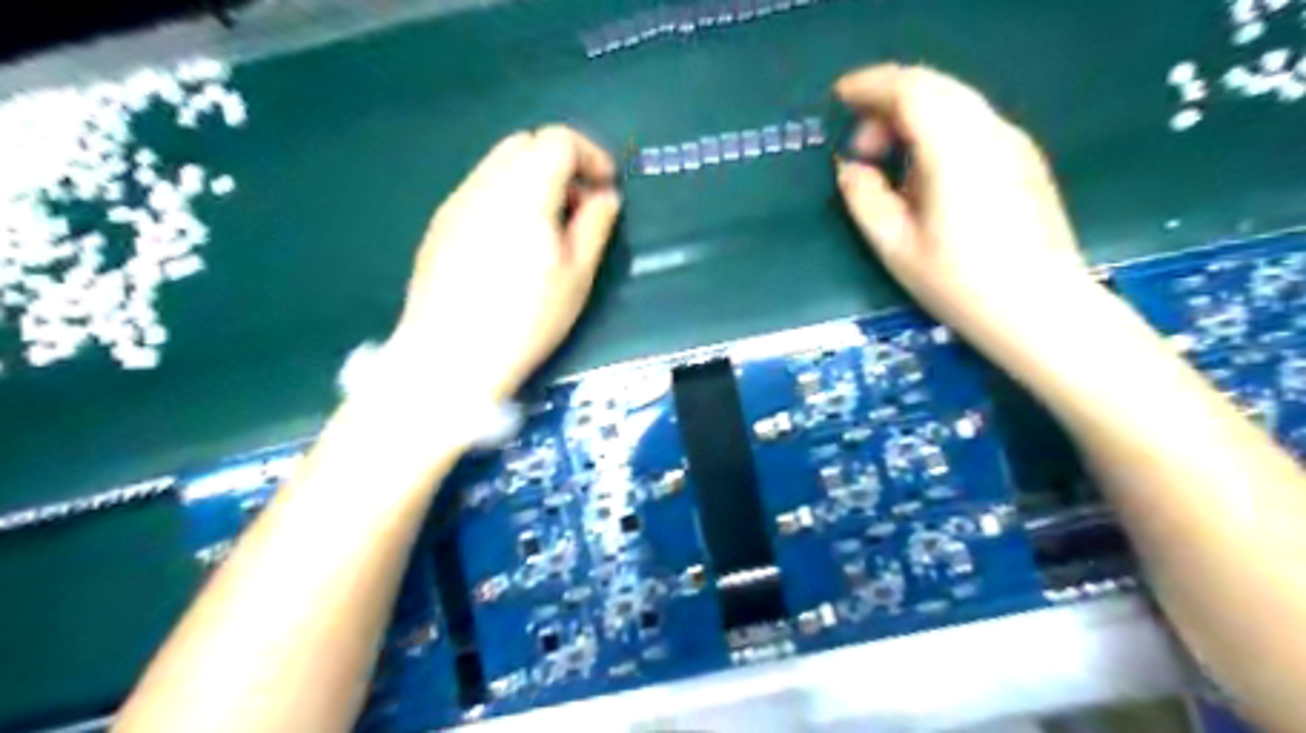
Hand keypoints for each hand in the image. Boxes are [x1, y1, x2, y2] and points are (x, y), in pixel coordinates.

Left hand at [390, 122, 617, 400]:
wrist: (450, 355)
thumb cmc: (526, 318)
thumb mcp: (577, 275)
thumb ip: (595, 225)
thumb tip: (605, 196)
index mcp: (523, 190)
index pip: (558, 140)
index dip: (590, 155)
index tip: (605, 188)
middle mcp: (484, 183)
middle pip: (525, 144)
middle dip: (561, 164)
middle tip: (578, 208)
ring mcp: (455, 203)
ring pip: (499, 165)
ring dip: (532, 180)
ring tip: (547, 230)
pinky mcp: (439, 225)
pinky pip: (479, 191)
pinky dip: (506, 198)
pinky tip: (511, 245)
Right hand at [831, 63, 1093, 361]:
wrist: (1041, 308)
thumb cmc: (960, 283)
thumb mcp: (895, 247)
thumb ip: (864, 198)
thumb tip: (850, 168)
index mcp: (955, 149)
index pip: (910, 89)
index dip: (870, 86)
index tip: (839, 97)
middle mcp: (989, 131)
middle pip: (934, 87)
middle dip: (888, 103)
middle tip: (860, 147)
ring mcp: (1013, 142)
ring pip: (955, 102)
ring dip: (913, 116)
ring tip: (887, 162)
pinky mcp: (1024, 158)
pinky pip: (971, 122)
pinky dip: (937, 130)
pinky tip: (924, 174)